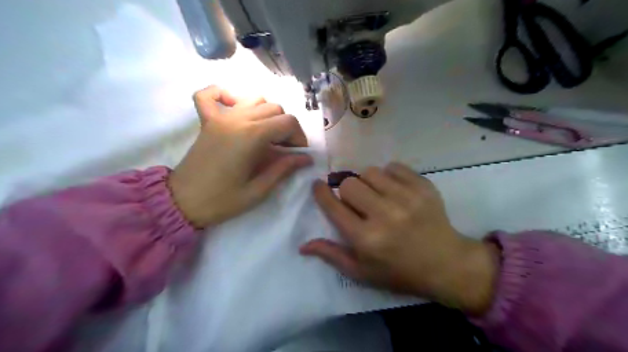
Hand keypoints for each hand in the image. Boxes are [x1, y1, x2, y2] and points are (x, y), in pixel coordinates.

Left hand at [168, 85, 312, 228]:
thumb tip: (305, 158)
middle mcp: (237, 120)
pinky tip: (235, 107)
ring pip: (254, 99)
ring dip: (267, 113)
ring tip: (267, 134)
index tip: (299, 154)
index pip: (288, 122)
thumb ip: (283, 169)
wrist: (182, 202)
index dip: (299, 137)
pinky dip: (226, 95)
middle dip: (287, 127)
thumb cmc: (222, 200)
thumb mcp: (258, 190)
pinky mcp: (207, 121)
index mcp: (251, 137)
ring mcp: (220, 117)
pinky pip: (212, 95)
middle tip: (285, 149)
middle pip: (274, 109)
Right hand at [299, 164, 500, 314]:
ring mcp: (407, 198)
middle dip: (347, 192)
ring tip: (378, 196)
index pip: (334, 206)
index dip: (321, 193)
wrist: (446, 264)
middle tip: (357, 202)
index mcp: (367, 239)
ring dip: (368, 182)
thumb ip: (332, 255)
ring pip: (370, 172)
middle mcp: (385, 215)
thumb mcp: (362, 272)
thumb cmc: (399, 271)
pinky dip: (389, 176)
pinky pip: (394, 167)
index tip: (318, 186)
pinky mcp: (424, 187)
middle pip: (349, 183)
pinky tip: (395, 190)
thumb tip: (303, 244)